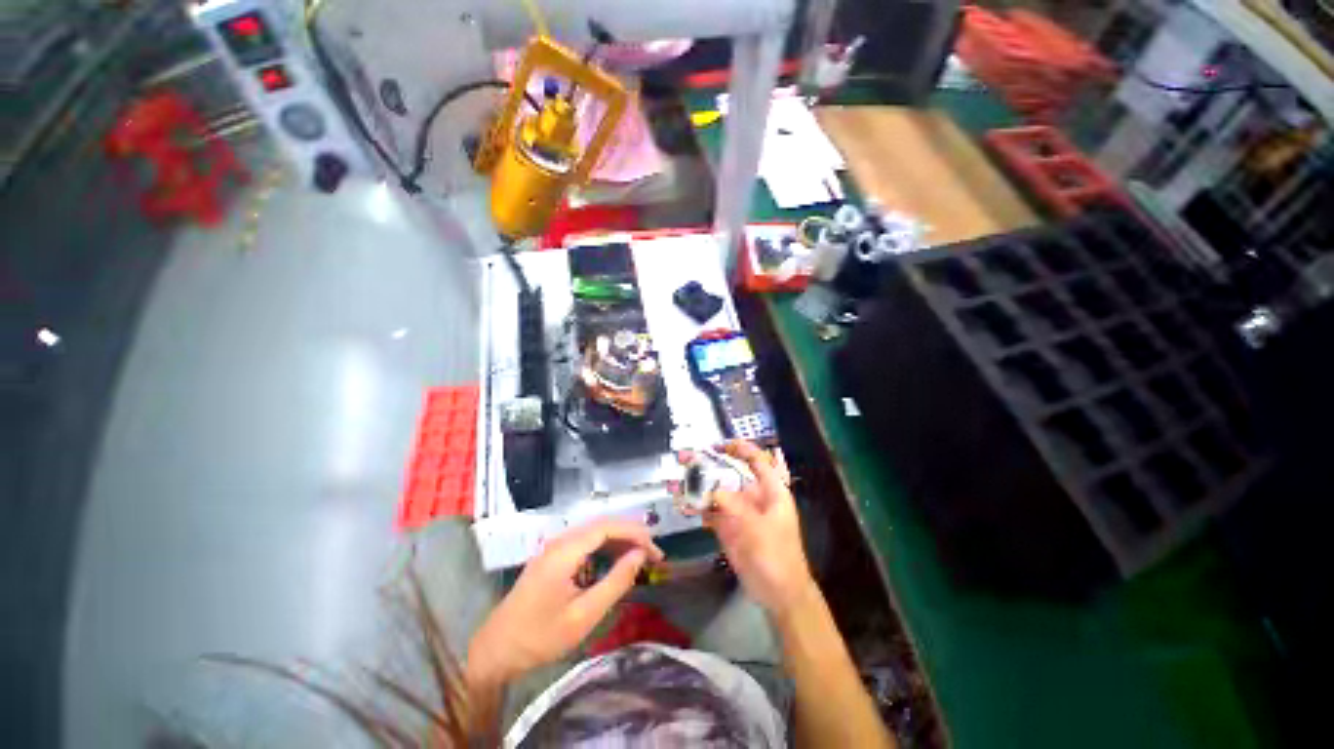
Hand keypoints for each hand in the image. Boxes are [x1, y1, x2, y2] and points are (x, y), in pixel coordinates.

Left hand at [466, 519, 662, 686]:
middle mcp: (560, 541)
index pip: (608, 527)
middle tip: (653, 555)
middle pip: (603, 525)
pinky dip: (605, 547)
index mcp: (565, 551)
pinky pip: (585, 542)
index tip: (655, 551)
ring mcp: (554, 547)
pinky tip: (615, 561)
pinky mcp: (552, 557)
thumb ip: (615, 582)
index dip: (635, 533)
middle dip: (631, 535)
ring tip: (640, 557)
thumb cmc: (539, 638)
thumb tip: (640, 556)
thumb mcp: (583, 616)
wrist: (495, 651)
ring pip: (595, 531)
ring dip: (619, 540)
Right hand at [692, 441, 816, 616]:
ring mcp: (738, 512)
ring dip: (696, 486)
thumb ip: (736, 507)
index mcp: (770, 490)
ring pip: (715, 491)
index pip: (756, 460)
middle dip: (707, 464)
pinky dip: (696, 507)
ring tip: (675, 482)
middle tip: (683, 458)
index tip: (718, 445)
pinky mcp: (728, 527)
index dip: (740, 448)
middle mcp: (752, 496)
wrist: (779, 594)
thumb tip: (712, 491)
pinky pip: (710, 511)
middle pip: (729, 473)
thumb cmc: (778, 556)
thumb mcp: (759, 529)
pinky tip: (682, 505)